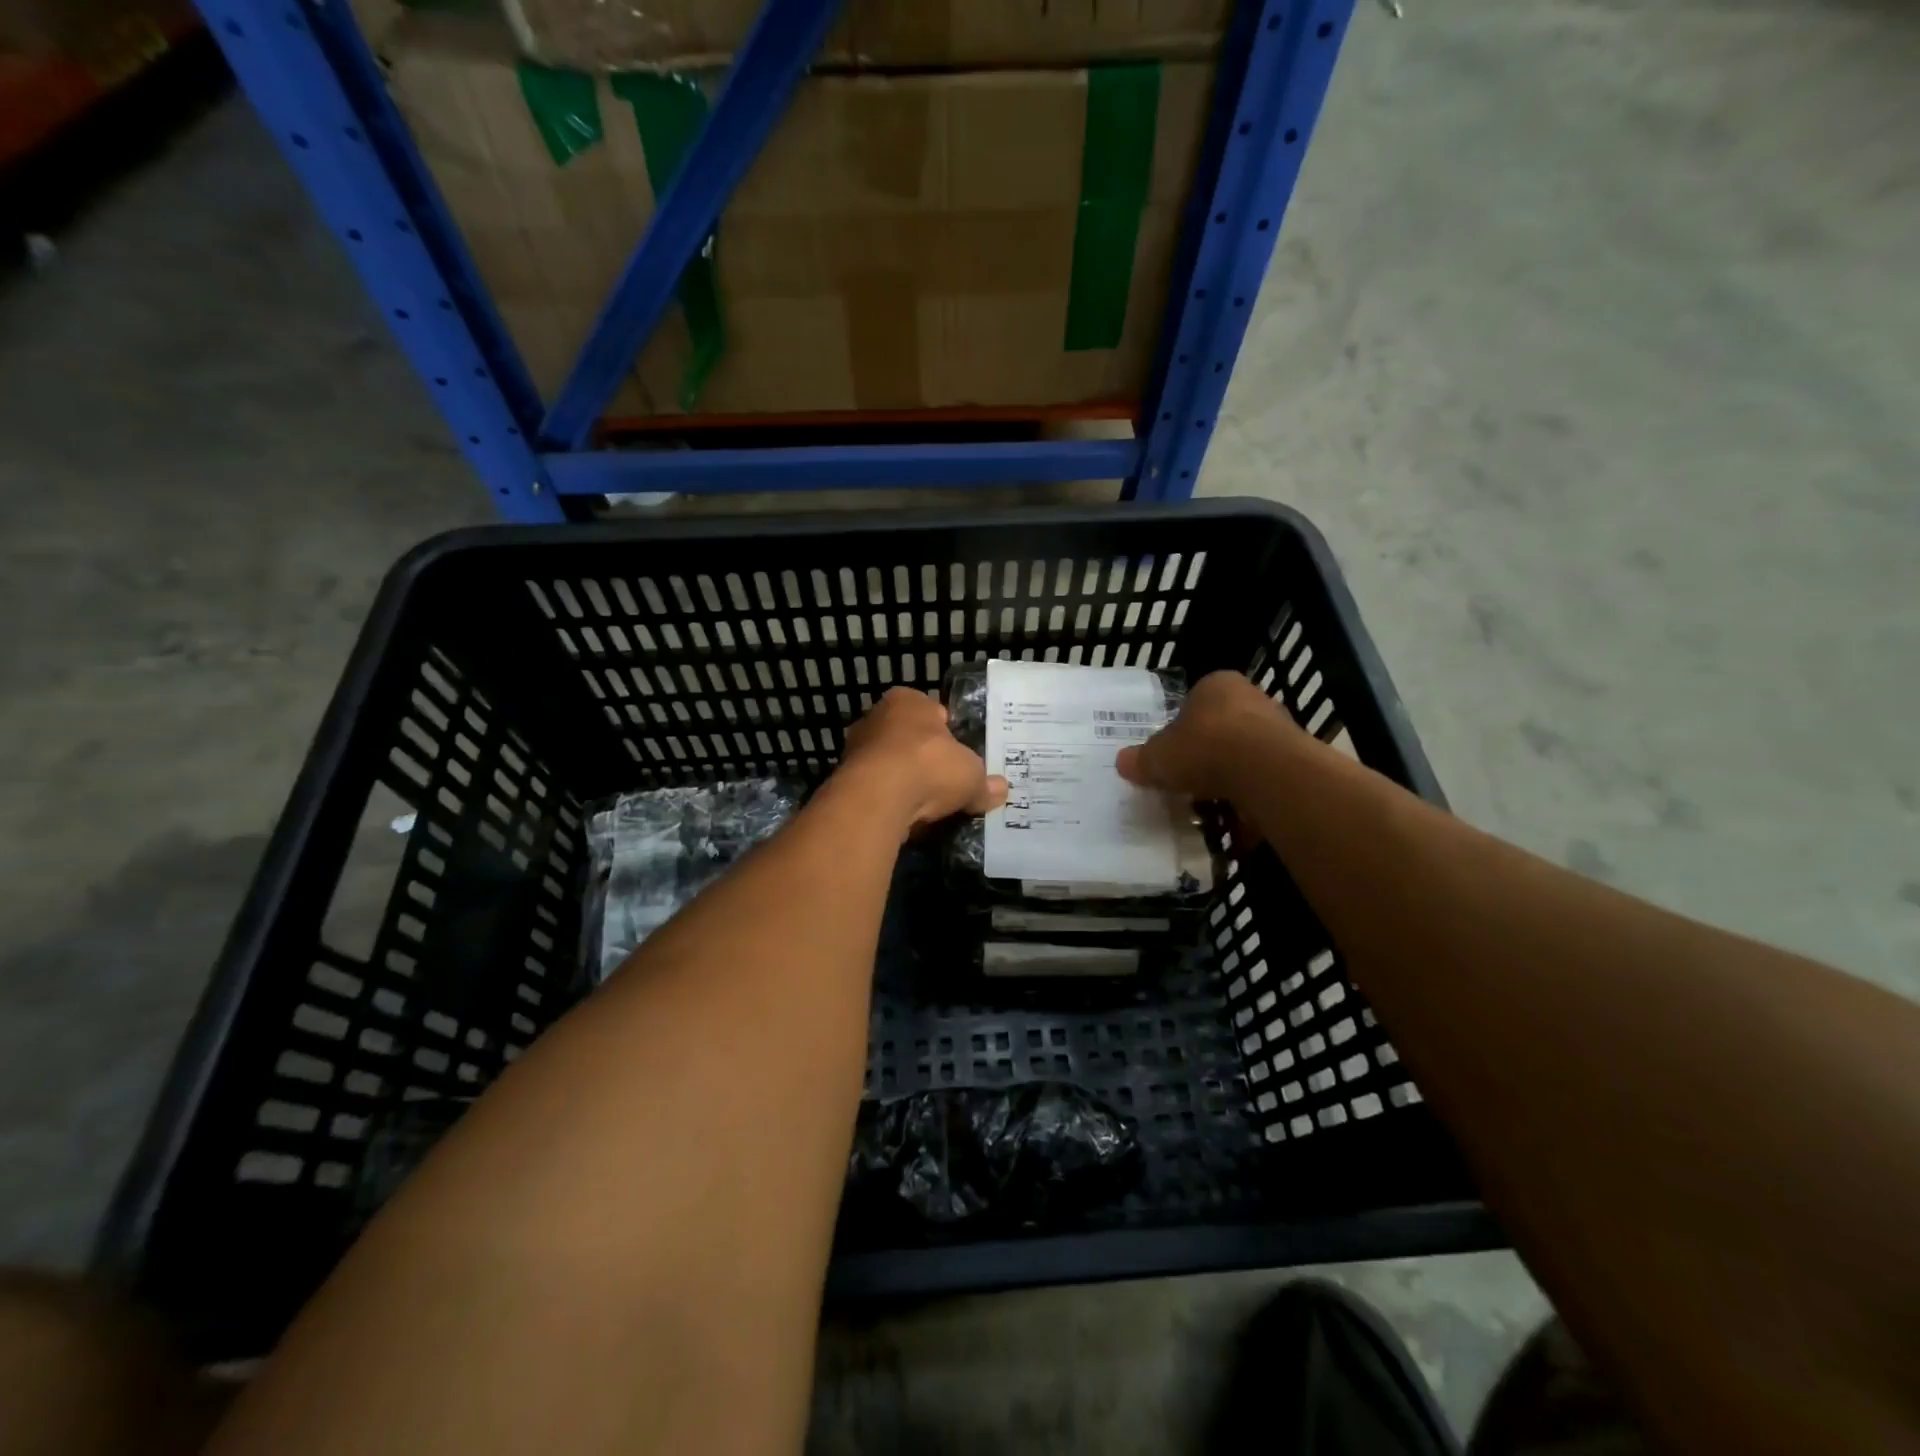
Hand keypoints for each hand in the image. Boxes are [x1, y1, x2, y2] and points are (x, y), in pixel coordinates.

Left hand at [837, 687, 1007, 834]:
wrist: (877, 799)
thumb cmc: (929, 766)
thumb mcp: (971, 775)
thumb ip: (984, 783)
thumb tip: (1001, 790)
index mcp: (907, 700)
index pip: (933, 712)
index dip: (949, 735)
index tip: (960, 757)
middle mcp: (876, 717)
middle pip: (909, 739)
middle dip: (925, 760)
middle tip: (946, 783)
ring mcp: (856, 749)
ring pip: (890, 766)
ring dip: (905, 783)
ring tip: (928, 806)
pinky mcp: (845, 781)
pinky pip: (877, 790)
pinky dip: (891, 802)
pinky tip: (907, 818)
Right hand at [1115, 670, 1291, 802]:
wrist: (1267, 771)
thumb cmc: (1204, 749)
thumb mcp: (1157, 758)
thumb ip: (1141, 760)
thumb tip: (1123, 762)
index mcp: (1216, 685)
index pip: (1194, 702)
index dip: (1180, 729)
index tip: (1171, 754)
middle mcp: (1251, 698)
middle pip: (1222, 728)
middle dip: (1207, 754)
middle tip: (1188, 780)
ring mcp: (1279, 728)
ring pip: (1246, 755)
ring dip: (1231, 777)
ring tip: (1211, 805)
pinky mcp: (1297, 760)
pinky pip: (1266, 780)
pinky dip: (1253, 797)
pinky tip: (1238, 818)